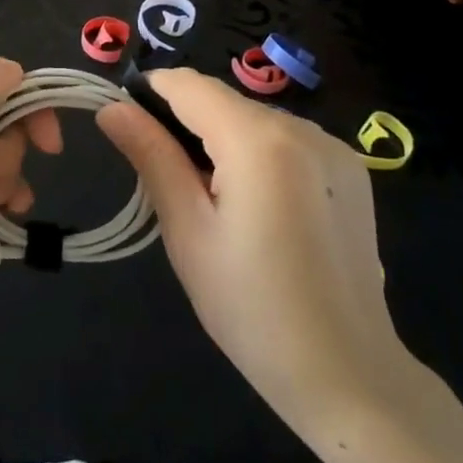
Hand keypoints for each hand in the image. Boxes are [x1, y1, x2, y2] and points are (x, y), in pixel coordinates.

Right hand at [97, 68, 413, 433]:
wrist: (351, 378)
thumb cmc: (253, 309)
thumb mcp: (187, 231)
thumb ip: (151, 156)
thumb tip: (111, 108)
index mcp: (259, 140)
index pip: (188, 84)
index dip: (150, 95)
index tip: (130, 131)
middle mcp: (302, 127)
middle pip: (222, 100)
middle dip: (186, 124)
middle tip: (171, 184)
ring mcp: (333, 147)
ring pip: (252, 118)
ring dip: (222, 139)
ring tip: (215, 201)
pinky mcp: (351, 170)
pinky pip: (284, 139)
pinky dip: (257, 153)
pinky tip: (260, 207)